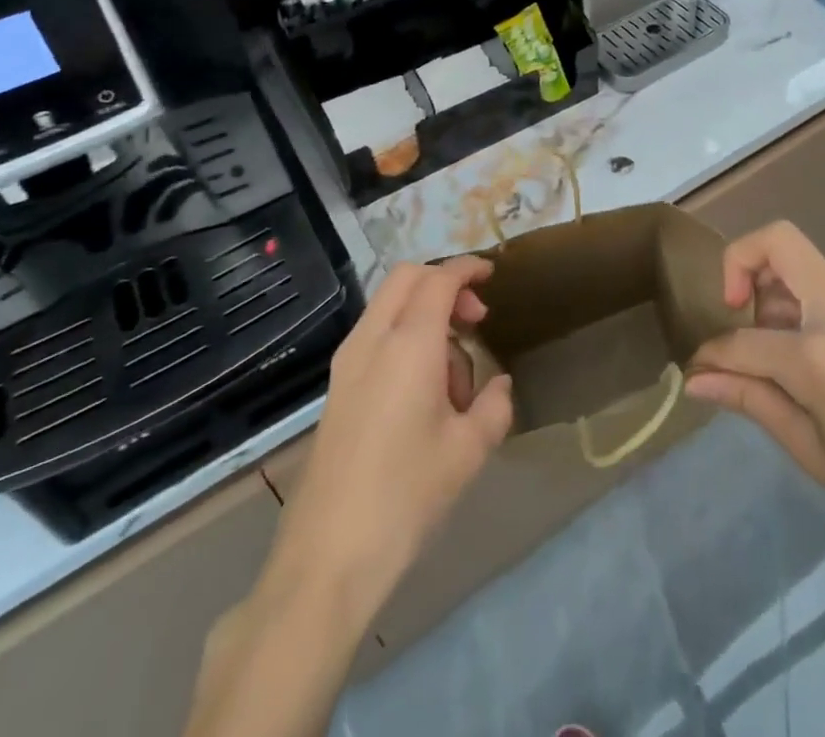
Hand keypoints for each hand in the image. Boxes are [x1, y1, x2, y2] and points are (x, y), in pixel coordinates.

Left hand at [276, 258, 514, 619]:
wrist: (327, 557)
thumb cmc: (406, 496)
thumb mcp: (468, 451)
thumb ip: (494, 406)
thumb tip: (497, 385)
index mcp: (408, 343)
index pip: (439, 279)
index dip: (467, 268)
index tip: (492, 275)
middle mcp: (372, 339)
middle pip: (406, 278)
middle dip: (444, 284)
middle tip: (475, 319)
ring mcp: (347, 362)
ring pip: (389, 306)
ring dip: (425, 314)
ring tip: (454, 378)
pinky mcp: (337, 387)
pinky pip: (376, 336)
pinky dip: (404, 336)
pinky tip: (423, 393)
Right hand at [686, 222, 824, 565]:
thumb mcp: (810, 451)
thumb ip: (751, 400)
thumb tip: (695, 378)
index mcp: (820, 356)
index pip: (744, 340)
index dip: (711, 355)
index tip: (695, 374)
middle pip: (780, 241)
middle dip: (739, 261)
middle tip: (730, 310)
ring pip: (796, 257)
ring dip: (764, 282)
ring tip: (760, 345)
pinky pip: (813, 285)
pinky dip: (786, 299)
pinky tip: (787, 354)